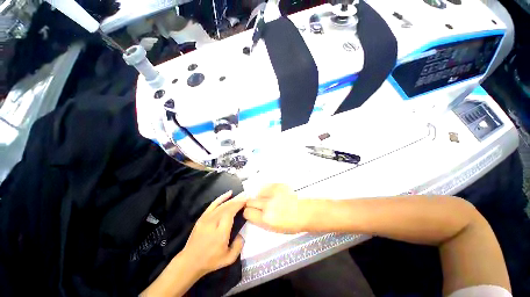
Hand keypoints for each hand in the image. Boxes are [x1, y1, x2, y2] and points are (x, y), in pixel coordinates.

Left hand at [182, 191, 246, 276]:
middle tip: (246, 196)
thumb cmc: (210, 261)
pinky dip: (222, 198)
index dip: (239, 205)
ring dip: (232, 199)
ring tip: (241, 195)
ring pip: (221, 205)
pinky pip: (213, 204)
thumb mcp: (228, 259)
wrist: (190, 262)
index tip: (246, 201)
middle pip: (227, 207)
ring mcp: (206, 219)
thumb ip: (238, 246)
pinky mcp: (203, 217)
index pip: (230, 213)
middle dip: (238, 200)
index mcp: (220, 232)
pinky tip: (229, 193)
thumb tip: (241, 234)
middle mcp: (213, 222)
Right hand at [243, 184, 311, 233]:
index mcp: (266, 219)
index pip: (247, 212)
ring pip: (257, 193)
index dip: (248, 213)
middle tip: (259, 206)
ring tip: (269, 200)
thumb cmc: (291, 224)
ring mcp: (273, 193)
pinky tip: (274, 195)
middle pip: (250, 201)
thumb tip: (253, 214)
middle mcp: (268, 205)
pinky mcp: (278, 186)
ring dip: (260, 197)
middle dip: (252, 204)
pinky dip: (267, 191)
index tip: (251, 213)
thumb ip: (260, 220)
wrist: (305, 212)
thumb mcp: (273, 229)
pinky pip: (266, 187)